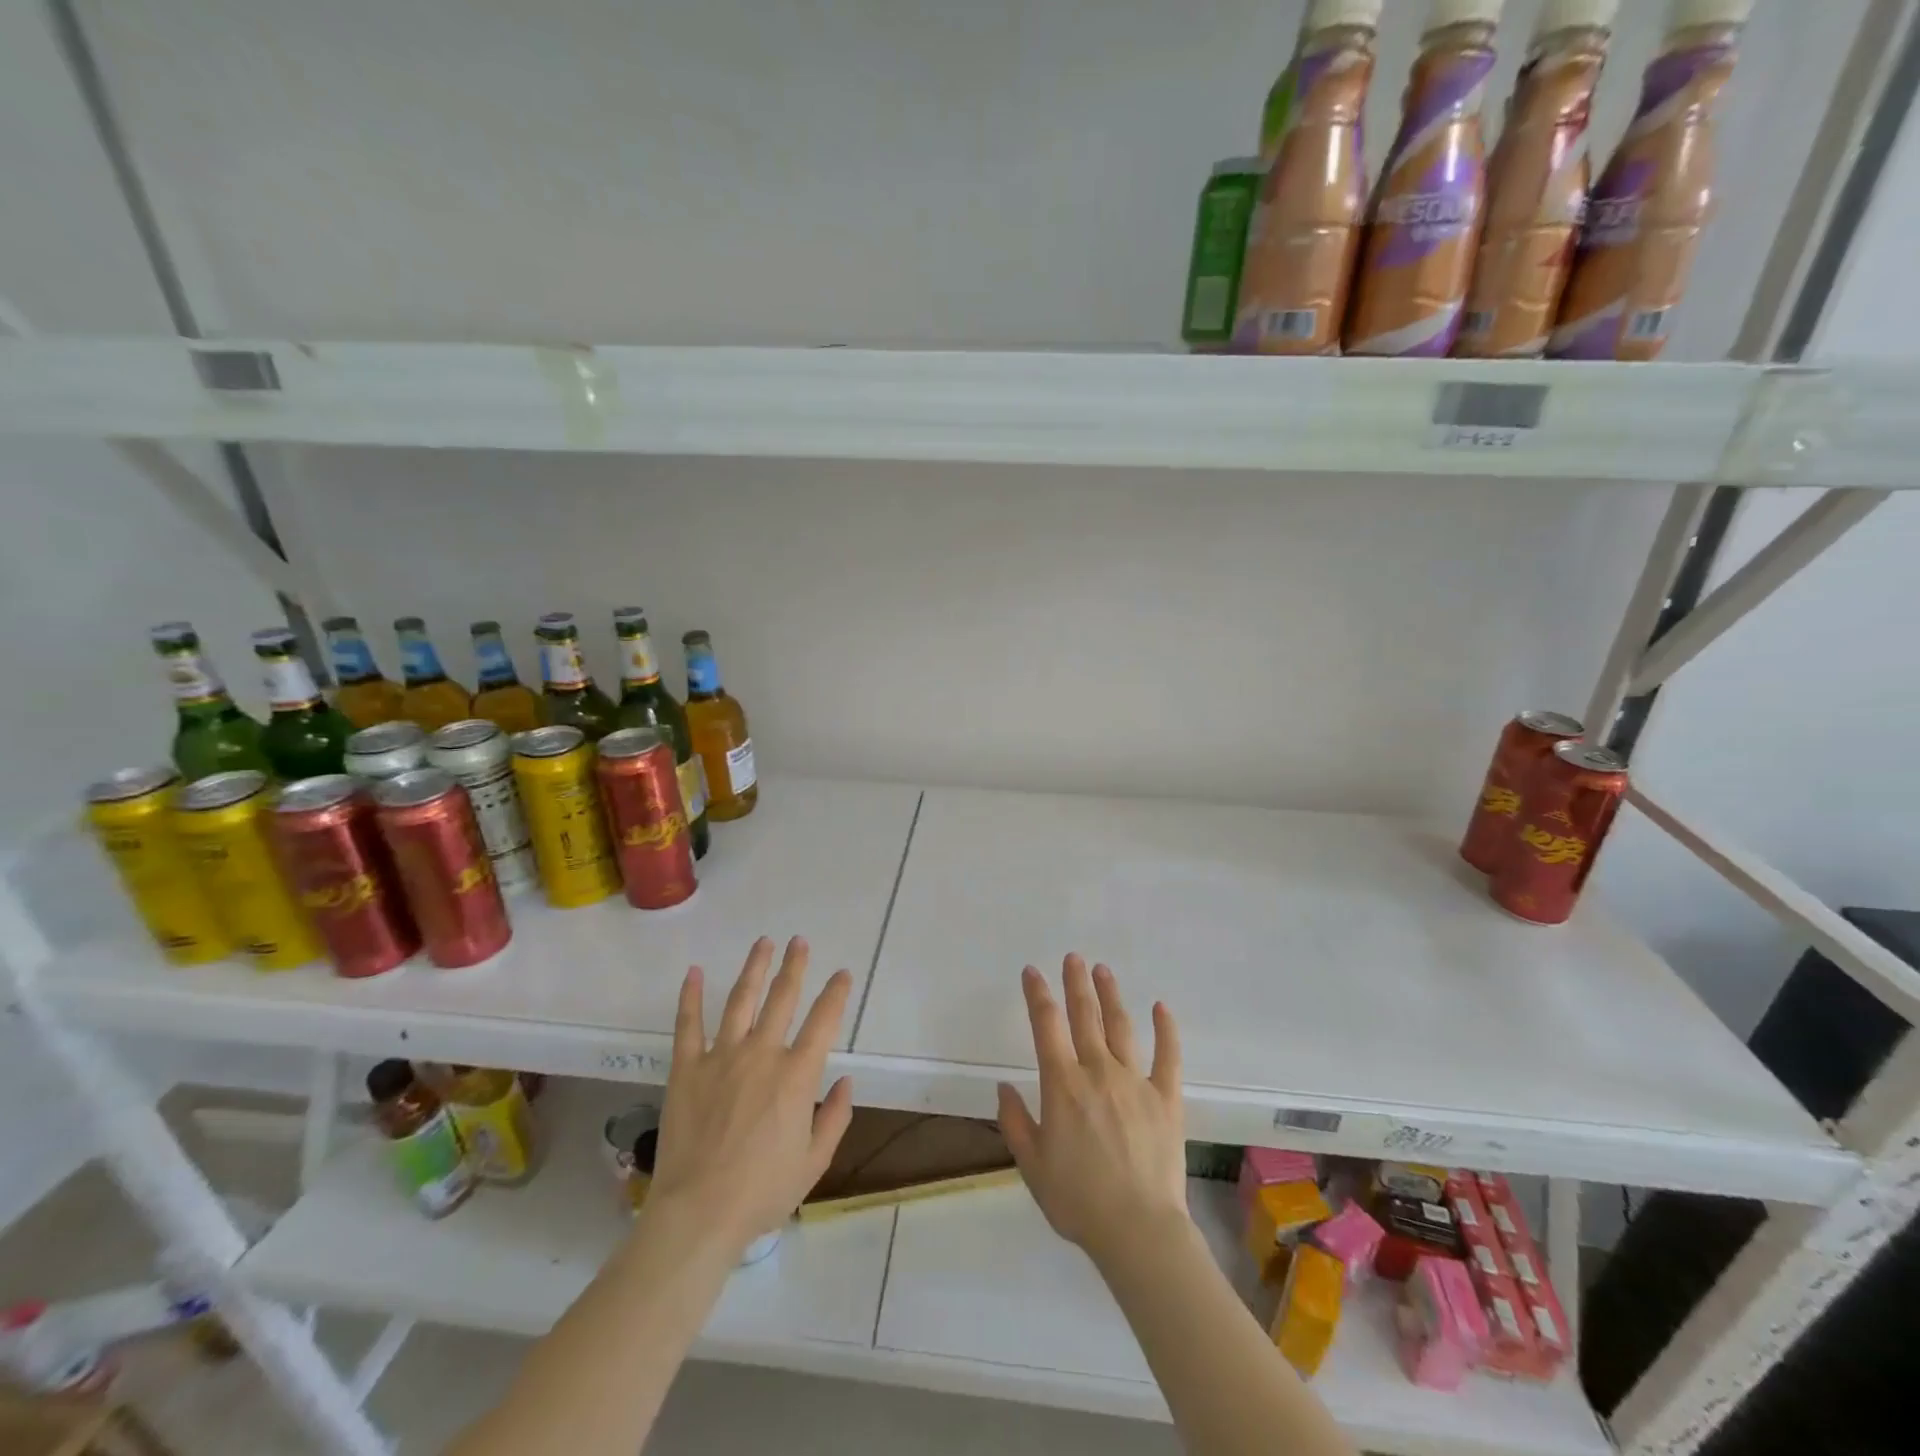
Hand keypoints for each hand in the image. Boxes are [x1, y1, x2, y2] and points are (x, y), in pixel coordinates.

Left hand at [647, 936, 854, 1251]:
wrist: (699, 1213)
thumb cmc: (762, 1191)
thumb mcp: (814, 1161)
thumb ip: (835, 1117)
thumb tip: (847, 1081)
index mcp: (797, 1075)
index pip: (824, 1021)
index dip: (836, 993)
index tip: (842, 974)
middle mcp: (762, 1054)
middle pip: (783, 997)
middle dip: (795, 966)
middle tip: (800, 942)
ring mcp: (721, 1057)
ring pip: (741, 999)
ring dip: (754, 968)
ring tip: (763, 943)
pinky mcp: (687, 1068)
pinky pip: (688, 1024)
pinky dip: (690, 996)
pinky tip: (693, 972)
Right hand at [997, 956, 1188, 1266]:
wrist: (1138, 1231)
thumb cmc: (1078, 1200)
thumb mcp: (1031, 1165)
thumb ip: (1015, 1122)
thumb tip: (1003, 1086)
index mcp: (1063, 1084)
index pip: (1046, 1025)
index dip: (1038, 994)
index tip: (1032, 971)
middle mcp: (1098, 1071)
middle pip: (1084, 1016)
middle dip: (1076, 983)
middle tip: (1073, 958)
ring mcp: (1135, 1081)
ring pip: (1121, 1027)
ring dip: (1110, 995)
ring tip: (1103, 970)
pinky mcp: (1166, 1098)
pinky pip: (1168, 1056)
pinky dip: (1166, 1030)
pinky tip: (1161, 1007)